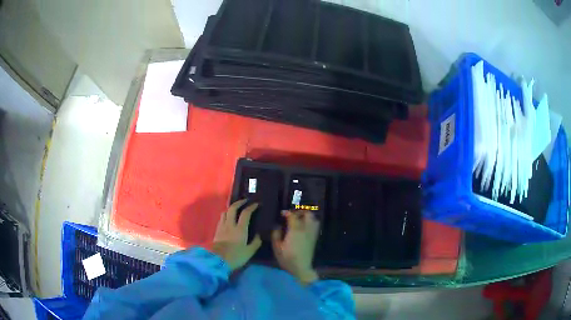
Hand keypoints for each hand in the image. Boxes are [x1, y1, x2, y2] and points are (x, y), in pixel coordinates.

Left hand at [211, 199, 261, 270]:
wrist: (217, 260)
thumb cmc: (235, 256)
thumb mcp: (249, 252)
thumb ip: (255, 242)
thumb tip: (258, 235)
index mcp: (240, 229)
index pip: (246, 213)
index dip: (251, 207)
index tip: (256, 204)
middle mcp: (230, 224)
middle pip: (233, 208)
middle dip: (239, 203)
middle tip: (245, 201)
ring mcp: (222, 227)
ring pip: (225, 212)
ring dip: (231, 208)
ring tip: (235, 209)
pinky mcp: (216, 231)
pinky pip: (221, 219)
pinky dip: (226, 215)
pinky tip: (228, 219)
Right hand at [271, 210, 319, 284]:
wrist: (302, 268)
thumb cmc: (287, 259)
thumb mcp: (277, 247)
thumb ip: (276, 234)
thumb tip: (278, 226)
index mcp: (296, 230)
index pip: (293, 216)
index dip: (287, 213)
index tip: (282, 214)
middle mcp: (306, 229)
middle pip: (307, 214)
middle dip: (300, 212)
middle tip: (292, 215)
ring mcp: (312, 233)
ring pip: (313, 218)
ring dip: (306, 216)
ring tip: (299, 219)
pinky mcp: (315, 238)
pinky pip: (315, 225)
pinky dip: (310, 222)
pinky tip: (303, 227)